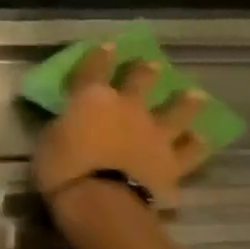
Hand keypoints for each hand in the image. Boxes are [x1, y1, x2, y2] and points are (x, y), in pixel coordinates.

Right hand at [32, 45, 209, 209]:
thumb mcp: (49, 140)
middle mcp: (128, 108)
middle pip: (141, 80)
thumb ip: (65, 126)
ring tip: (195, 95)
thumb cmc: (62, 170)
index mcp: (92, 98)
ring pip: (177, 111)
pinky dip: (195, 144)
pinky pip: (190, 151)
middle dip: (146, 71)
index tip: (108, 46)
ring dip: (186, 102)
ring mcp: (155, 133)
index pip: (95, 67)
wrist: (101, 202)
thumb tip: (71, 122)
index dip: (100, 56)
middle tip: (152, 65)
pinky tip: (200, 139)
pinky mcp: (173, 162)